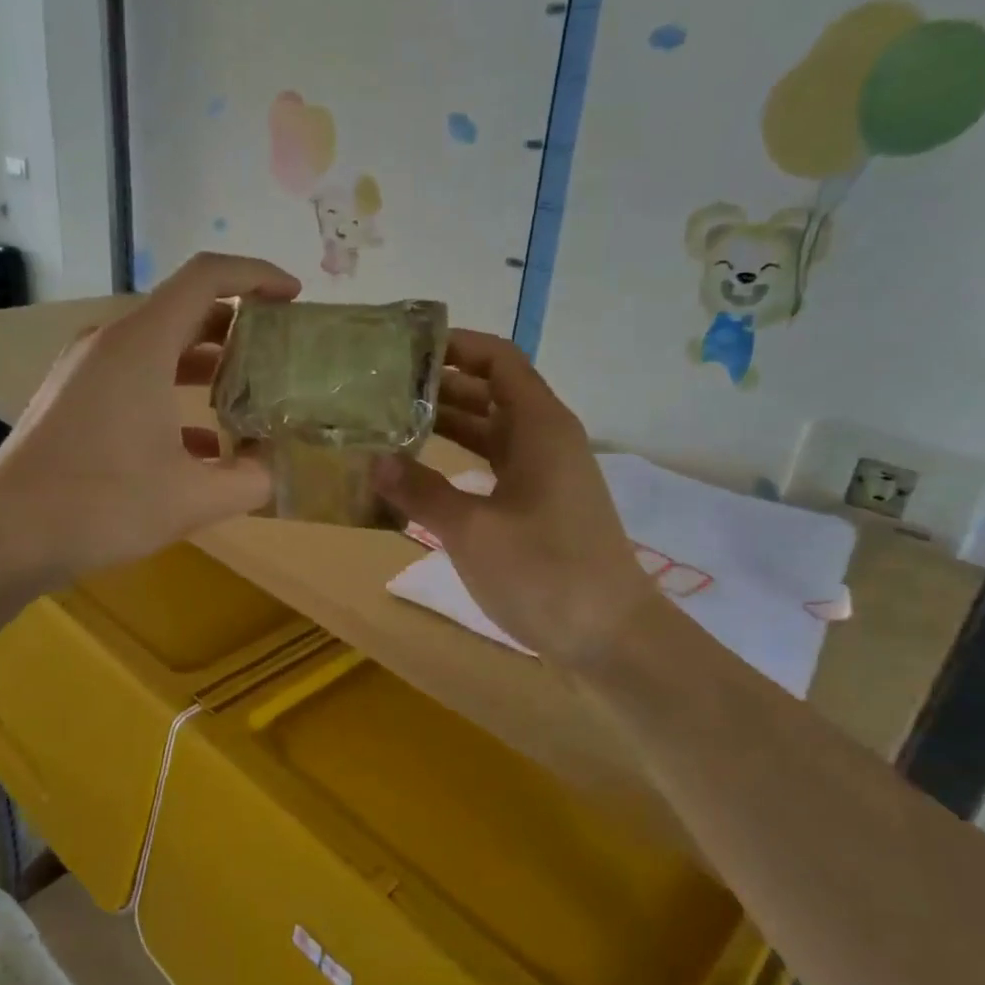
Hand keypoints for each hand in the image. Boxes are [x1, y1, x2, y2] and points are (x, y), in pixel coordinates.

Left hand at [0, 253, 301, 582]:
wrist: (6, 536)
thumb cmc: (101, 505)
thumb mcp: (193, 499)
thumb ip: (250, 480)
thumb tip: (272, 467)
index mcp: (141, 345)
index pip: (207, 279)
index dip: (257, 275)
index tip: (294, 297)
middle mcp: (110, 343)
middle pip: (185, 309)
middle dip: (238, 324)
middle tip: (279, 350)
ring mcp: (85, 370)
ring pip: (160, 345)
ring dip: (207, 361)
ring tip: (249, 393)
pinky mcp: (73, 398)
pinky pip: (135, 377)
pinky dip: (174, 392)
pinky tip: (203, 444)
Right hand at [372, 330, 658, 668]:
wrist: (610, 638)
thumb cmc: (544, 572)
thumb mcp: (473, 530)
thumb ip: (421, 491)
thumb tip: (374, 460)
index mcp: (540, 426)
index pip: (498, 360)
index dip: (456, 345)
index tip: (406, 346)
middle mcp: (546, 440)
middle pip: (491, 394)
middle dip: (440, 386)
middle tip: (382, 388)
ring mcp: (545, 476)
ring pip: (492, 434)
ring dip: (447, 426)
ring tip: (390, 424)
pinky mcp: (540, 508)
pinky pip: (494, 468)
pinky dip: (459, 463)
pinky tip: (421, 476)